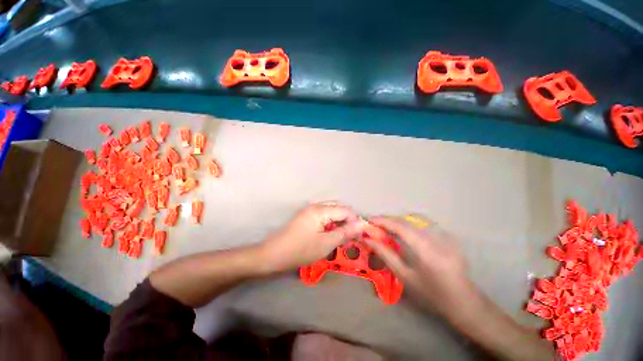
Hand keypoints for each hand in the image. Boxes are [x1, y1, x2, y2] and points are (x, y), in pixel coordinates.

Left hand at [259, 203, 363, 272]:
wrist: (273, 255)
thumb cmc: (300, 250)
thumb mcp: (326, 244)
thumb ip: (345, 232)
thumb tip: (361, 225)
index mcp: (320, 210)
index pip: (345, 210)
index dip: (355, 221)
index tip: (360, 235)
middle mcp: (316, 206)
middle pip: (339, 208)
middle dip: (348, 221)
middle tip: (351, 237)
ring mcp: (310, 210)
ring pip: (332, 212)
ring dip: (339, 223)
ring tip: (342, 237)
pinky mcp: (306, 216)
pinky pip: (324, 216)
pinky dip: (331, 224)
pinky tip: (331, 234)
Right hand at [365, 216, 469, 310]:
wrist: (463, 301)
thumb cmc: (431, 293)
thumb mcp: (404, 276)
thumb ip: (385, 255)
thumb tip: (368, 240)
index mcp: (426, 250)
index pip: (400, 226)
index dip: (383, 220)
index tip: (369, 219)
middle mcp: (436, 237)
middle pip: (406, 220)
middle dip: (388, 219)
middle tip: (374, 223)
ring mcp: (445, 234)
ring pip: (414, 219)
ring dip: (397, 220)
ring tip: (386, 227)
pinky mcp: (448, 235)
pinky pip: (423, 223)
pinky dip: (409, 224)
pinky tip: (403, 231)